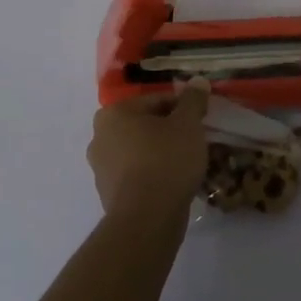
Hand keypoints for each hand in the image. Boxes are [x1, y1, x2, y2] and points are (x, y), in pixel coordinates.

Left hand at [87, 78, 209, 223]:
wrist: (147, 219)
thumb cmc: (165, 160)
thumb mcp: (187, 124)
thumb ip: (193, 100)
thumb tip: (197, 81)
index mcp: (113, 113)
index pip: (156, 101)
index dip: (182, 109)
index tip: (200, 120)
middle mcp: (99, 137)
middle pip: (145, 126)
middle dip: (169, 131)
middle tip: (194, 141)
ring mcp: (100, 168)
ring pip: (139, 151)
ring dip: (160, 153)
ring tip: (187, 164)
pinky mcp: (107, 194)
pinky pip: (135, 175)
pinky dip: (152, 175)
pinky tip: (172, 183)